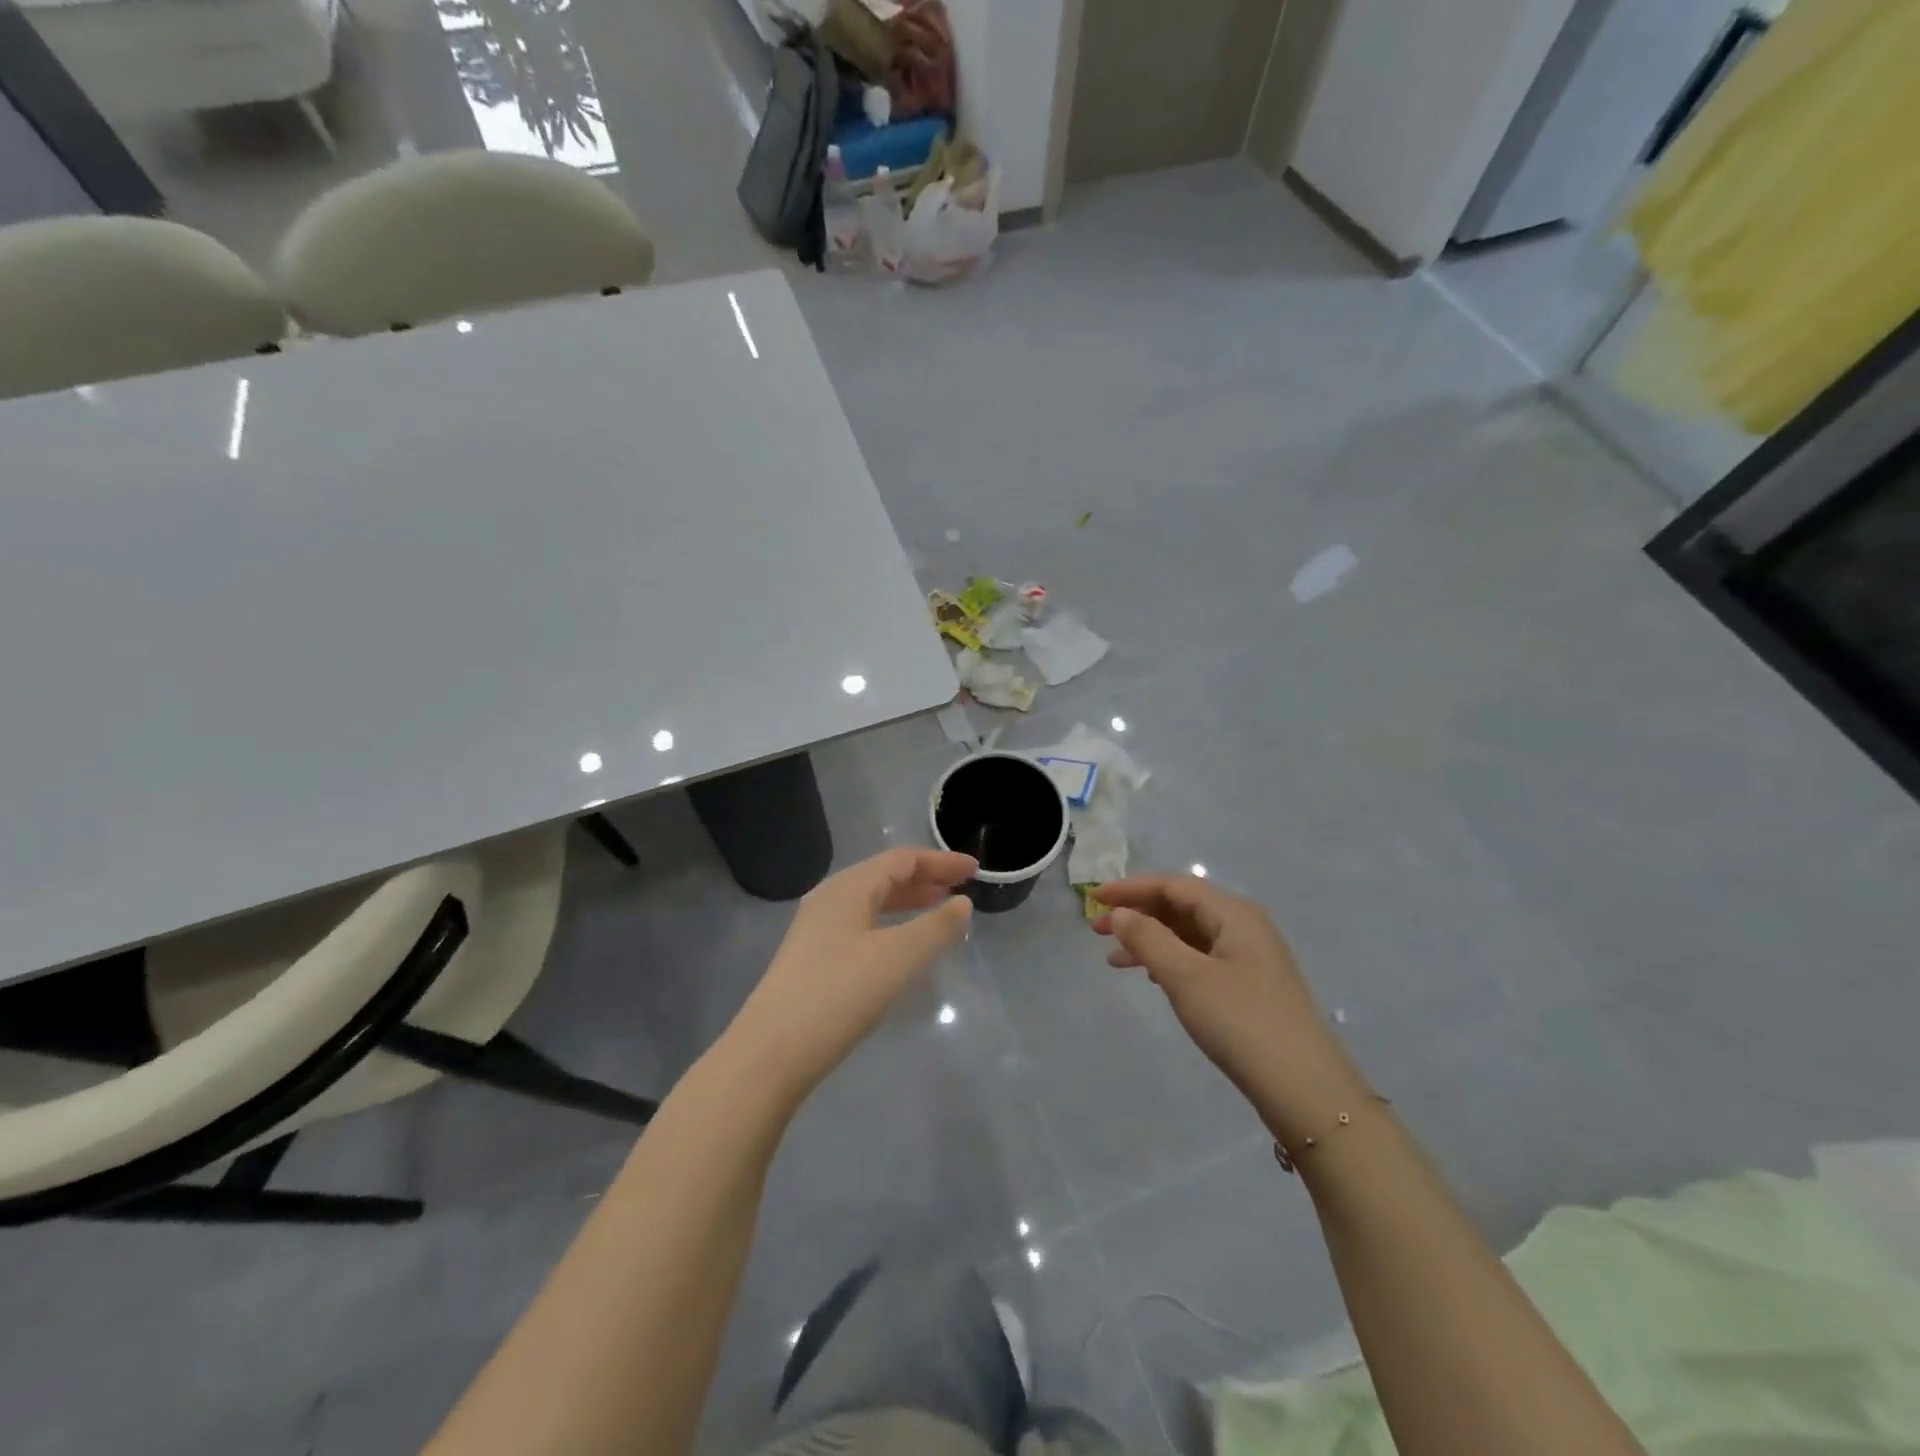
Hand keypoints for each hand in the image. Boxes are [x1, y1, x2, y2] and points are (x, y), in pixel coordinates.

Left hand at [730, 847, 975, 1100]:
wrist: (771, 1052)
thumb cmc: (839, 994)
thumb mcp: (899, 957)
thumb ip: (937, 927)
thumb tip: (962, 903)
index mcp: (848, 887)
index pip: (901, 859)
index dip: (940, 861)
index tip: (974, 869)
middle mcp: (829, 898)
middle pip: (884, 875)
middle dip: (925, 878)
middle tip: (960, 887)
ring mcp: (816, 929)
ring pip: (870, 901)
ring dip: (907, 900)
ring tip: (938, 909)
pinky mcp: (811, 957)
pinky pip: (860, 924)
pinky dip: (889, 923)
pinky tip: (900, 945)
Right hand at [1092, 874, 1368, 1144]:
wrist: (1305, 1089)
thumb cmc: (1241, 1023)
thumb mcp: (1186, 977)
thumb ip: (1148, 939)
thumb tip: (1120, 913)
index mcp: (1234, 913)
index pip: (1173, 886)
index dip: (1130, 888)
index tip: (1094, 898)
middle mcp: (1244, 926)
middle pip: (1181, 906)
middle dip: (1138, 914)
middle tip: (1096, 930)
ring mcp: (1250, 957)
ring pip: (1189, 934)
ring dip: (1150, 940)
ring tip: (1114, 959)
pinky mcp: (1250, 986)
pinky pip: (1201, 958)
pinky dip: (1171, 960)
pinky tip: (1152, 978)